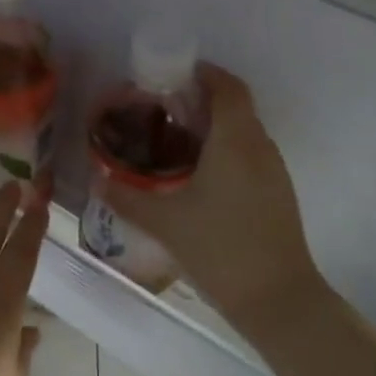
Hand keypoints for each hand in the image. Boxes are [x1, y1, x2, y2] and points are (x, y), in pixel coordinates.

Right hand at [102, 64, 322, 328]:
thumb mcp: (165, 222)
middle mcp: (260, 147)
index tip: (172, 75)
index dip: (204, 73)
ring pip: (244, 132)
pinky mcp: (278, 194)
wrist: (280, 302)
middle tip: (162, 109)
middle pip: (235, 106)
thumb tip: (96, 178)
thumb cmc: (221, 249)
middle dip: (201, 99)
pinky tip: (198, 176)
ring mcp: (274, 172)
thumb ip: (126, 197)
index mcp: (236, 141)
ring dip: (214, 126)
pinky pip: (250, 155)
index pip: (227, 87)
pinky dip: (226, 150)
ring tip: (174, 140)